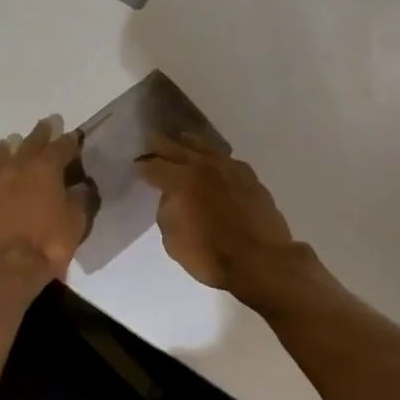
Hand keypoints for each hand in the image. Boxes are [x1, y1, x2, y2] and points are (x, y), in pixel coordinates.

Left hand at [0, 116, 88, 292]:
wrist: (5, 269)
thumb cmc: (48, 243)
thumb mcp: (76, 221)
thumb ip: (79, 199)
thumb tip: (81, 186)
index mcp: (45, 168)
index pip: (61, 146)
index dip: (70, 141)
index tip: (75, 136)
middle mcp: (17, 169)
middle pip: (29, 143)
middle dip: (40, 134)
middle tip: (46, 125)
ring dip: (4, 150)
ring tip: (7, 144)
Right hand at [135, 136, 314, 306]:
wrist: (262, 260)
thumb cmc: (212, 255)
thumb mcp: (173, 241)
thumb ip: (167, 212)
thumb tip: (172, 198)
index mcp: (180, 181)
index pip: (154, 167)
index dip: (143, 166)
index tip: (137, 166)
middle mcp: (203, 167)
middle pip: (177, 148)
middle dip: (161, 145)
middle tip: (152, 139)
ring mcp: (229, 168)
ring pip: (205, 147)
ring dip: (190, 143)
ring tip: (183, 140)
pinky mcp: (249, 176)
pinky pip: (227, 159)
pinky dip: (216, 158)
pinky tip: (216, 161)